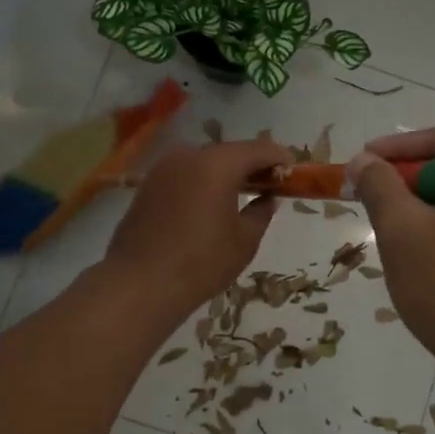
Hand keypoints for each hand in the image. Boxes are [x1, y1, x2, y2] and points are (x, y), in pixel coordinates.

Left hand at [106, 137, 291, 317]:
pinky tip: (208, 206)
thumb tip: (267, 198)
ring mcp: (163, 168)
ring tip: (239, 197)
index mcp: (218, 164)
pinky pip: (183, 176)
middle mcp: (188, 155)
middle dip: (251, 166)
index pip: (260, 149)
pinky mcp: (147, 185)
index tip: (293, 173)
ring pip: (204, 162)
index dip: (280, 158)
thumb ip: (261, 211)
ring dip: (224, 174)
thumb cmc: (202, 262)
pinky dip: (201, 184)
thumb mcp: (244, 240)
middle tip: (268, 186)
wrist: (140, 284)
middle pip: (230, 152)